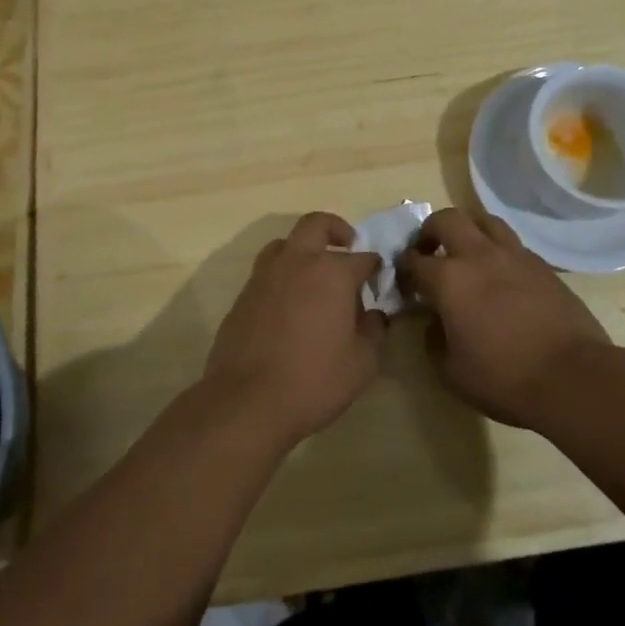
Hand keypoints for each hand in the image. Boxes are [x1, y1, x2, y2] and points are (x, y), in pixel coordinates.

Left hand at [202, 213, 384, 449]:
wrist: (247, 401)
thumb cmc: (313, 381)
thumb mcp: (362, 363)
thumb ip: (373, 331)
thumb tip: (373, 314)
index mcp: (332, 272)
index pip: (363, 258)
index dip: (376, 268)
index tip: (380, 280)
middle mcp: (298, 262)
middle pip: (317, 224)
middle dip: (337, 230)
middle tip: (348, 246)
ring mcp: (265, 275)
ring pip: (286, 242)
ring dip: (304, 248)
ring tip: (315, 274)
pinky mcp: (244, 294)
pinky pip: (268, 270)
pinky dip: (283, 274)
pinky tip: (291, 302)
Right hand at [397, 207, 613, 431]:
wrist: (573, 377)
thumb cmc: (504, 379)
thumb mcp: (452, 372)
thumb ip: (434, 340)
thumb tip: (436, 322)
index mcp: (449, 279)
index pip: (414, 261)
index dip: (403, 269)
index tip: (404, 282)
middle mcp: (479, 256)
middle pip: (447, 220)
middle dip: (430, 231)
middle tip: (429, 252)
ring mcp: (514, 256)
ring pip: (484, 220)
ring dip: (468, 230)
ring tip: (466, 252)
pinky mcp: (542, 265)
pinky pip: (512, 243)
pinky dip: (497, 249)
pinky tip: (499, 273)